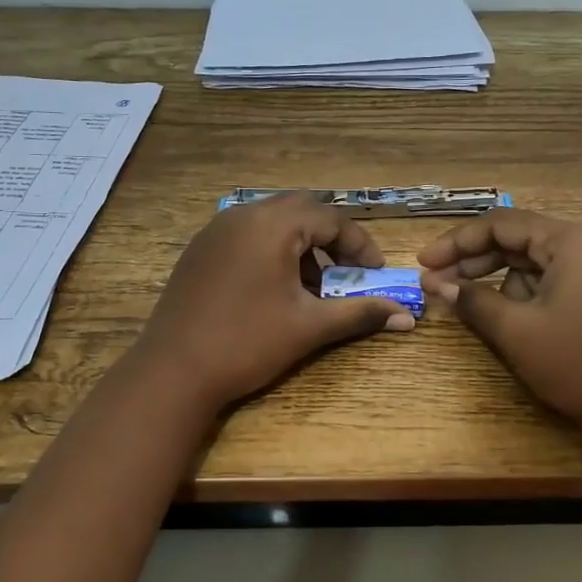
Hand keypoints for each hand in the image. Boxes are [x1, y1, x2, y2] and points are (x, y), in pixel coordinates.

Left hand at [132, 192, 415, 411]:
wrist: (173, 371)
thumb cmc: (247, 343)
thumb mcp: (310, 327)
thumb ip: (360, 313)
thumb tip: (408, 316)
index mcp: (272, 224)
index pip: (331, 218)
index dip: (360, 244)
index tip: (376, 274)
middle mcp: (242, 214)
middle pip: (301, 210)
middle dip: (331, 239)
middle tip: (347, 272)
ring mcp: (215, 231)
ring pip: (272, 221)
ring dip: (301, 245)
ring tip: (312, 286)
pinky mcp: (199, 251)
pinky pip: (246, 235)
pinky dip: (271, 251)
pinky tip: (274, 290)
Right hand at [419, 209, 581, 433]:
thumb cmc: (579, 364)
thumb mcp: (517, 331)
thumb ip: (473, 300)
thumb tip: (437, 284)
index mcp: (572, 242)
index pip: (502, 224)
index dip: (457, 242)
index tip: (423, 262)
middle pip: (518, 240)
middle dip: (474, 261)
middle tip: (435, 282)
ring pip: (533, 263)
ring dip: (498, 281)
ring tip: (471, 307)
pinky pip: (551, 282)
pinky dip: (523, 295)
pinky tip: (506, 319)